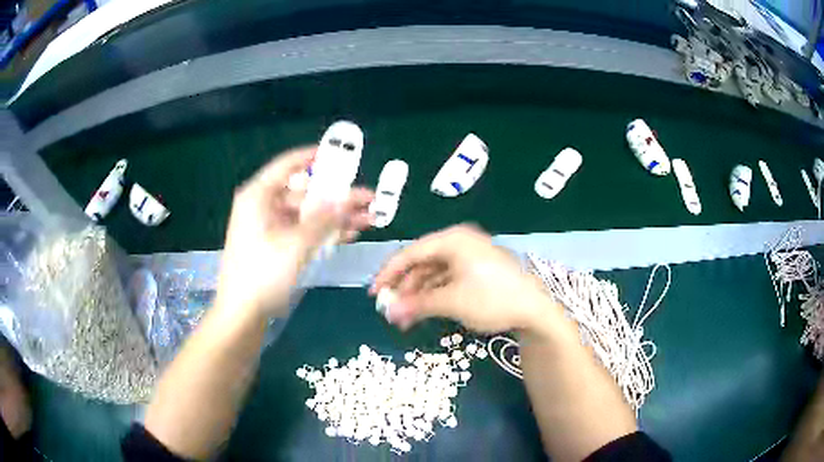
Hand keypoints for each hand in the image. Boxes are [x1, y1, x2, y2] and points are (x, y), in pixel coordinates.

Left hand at [217, 146, 373, 316]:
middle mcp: (263, 206)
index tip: (341, 153)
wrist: (242, 314)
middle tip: (367, 197)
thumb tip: (348, 199)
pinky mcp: (276, 245)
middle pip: (305, 192)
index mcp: (259, 196)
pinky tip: (349, 233)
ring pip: (308, 213)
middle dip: (337, 196)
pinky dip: (324, 232)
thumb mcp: (295, 244)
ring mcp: (270, 227)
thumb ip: (323, 219)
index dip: (314, 156)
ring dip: (336, 216)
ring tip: (368, 218)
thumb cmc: (262, 274)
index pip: (288, 165)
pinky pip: (303, 231)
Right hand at [370, 224, 556, 332]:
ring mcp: (469, 257)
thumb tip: (388, 313)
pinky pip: (447, 279)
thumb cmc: (492, 299)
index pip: (410, 253)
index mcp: (452, 240)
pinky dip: (434, 295)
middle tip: (390, 309)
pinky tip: (424, 311)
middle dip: (404, 287)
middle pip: (421, 263)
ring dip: (418, 294)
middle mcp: (458, 243)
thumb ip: (416, 305)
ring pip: (433, 273)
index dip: (388, 273)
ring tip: (406, 317)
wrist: (534, 310)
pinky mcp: (476, 271)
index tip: (373, 293)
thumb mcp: (451, 302)